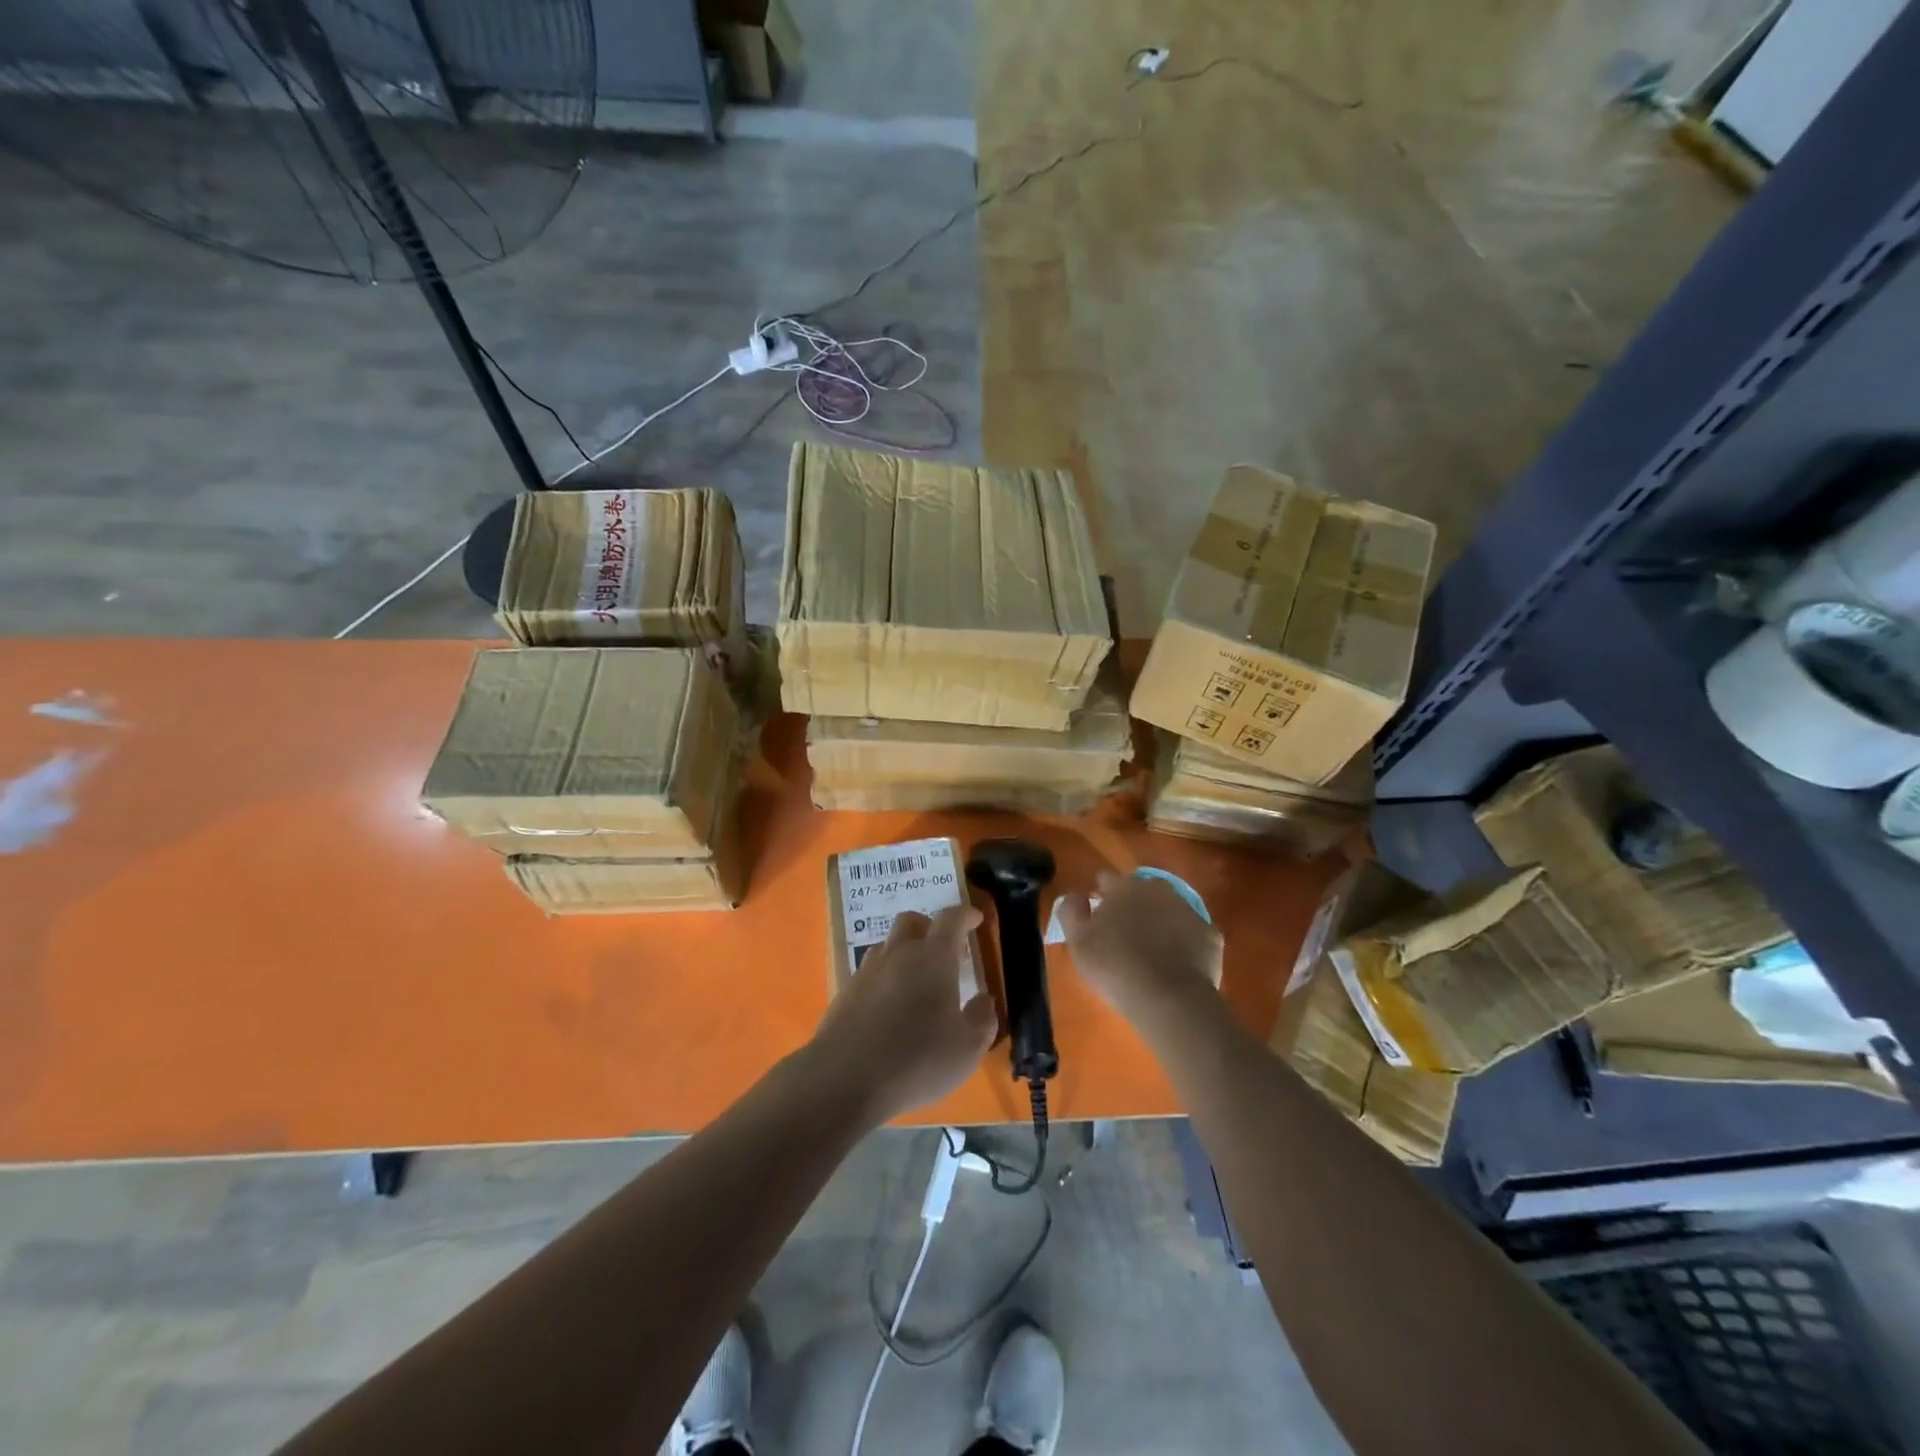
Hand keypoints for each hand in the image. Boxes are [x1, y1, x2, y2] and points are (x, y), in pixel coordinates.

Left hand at [806, 905, 998, 1124]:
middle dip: (929, 927)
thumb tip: (984, 1000)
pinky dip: (883, 979)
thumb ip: (982, 1019)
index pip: (951, 919)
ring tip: (914, 980)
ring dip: (903, 952)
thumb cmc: (916, 1061)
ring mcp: (867, 972)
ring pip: (887, 946)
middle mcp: (898, 954)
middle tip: (943, 949)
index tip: (975, 919)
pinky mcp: (845, 993)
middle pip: (911, 921)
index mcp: (933, 958)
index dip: (965, 915)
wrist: (844, 1080)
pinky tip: (888, 1008)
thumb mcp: (966, 1049)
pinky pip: (869, 973)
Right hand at [1057, 871, 1223, 1021]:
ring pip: (1168, 909)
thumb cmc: (1116, 966)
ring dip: (1159, 920)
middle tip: (1124, 932)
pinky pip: (1191, 933)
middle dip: (1132, 904)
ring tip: (1151, 948)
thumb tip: (1074, 896)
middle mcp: (1158, 889)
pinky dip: (1183, 942)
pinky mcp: (1210, 934)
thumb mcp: (1078, 942)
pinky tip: (1176, 962)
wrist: (1170, 998)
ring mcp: (1189, 910)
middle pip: (1141, 890)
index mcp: (1124, 888)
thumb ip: (1071, 912)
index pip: (1107, 879)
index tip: (1095, 913)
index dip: (1100, 894)